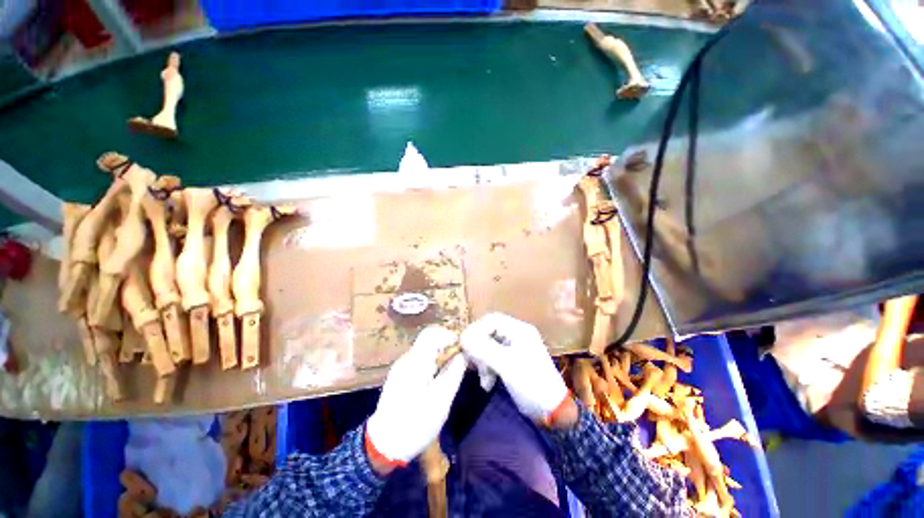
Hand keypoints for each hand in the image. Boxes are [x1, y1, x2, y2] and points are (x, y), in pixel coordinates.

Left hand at [365, 326, 465, 471]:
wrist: (384, 444)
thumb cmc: (415, 423)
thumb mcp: (441, 399)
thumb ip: (454, 372)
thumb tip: (463, 353)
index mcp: (416, 361)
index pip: (432, 333)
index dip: (449, 335)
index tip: (462, 348)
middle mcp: (407, 358)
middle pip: (429, 340)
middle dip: (447, 346)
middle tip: (460, 361)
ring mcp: (401, 366)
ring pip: (425, 350)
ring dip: (440, 355)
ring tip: (451, 371)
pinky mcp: (400, 375)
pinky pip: (420, 360)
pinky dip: (432, 363)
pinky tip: (437, 379)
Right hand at [460, 313, 569, 423]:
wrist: (551, 410)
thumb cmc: (531, 383)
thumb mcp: (506, 365)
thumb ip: (484, 349)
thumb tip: (463, 337)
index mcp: (519, 330)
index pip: (491, 320)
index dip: (476, 330)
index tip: (464, 344)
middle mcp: (516, 334)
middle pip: (489, 332)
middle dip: (479, 348)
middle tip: (472, 363)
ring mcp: (514, 347)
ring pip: (488, 345)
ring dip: (482, 360)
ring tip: (483, 378)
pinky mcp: (511, 360)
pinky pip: (492, 357)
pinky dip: (487, 367)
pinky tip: (487, 382)